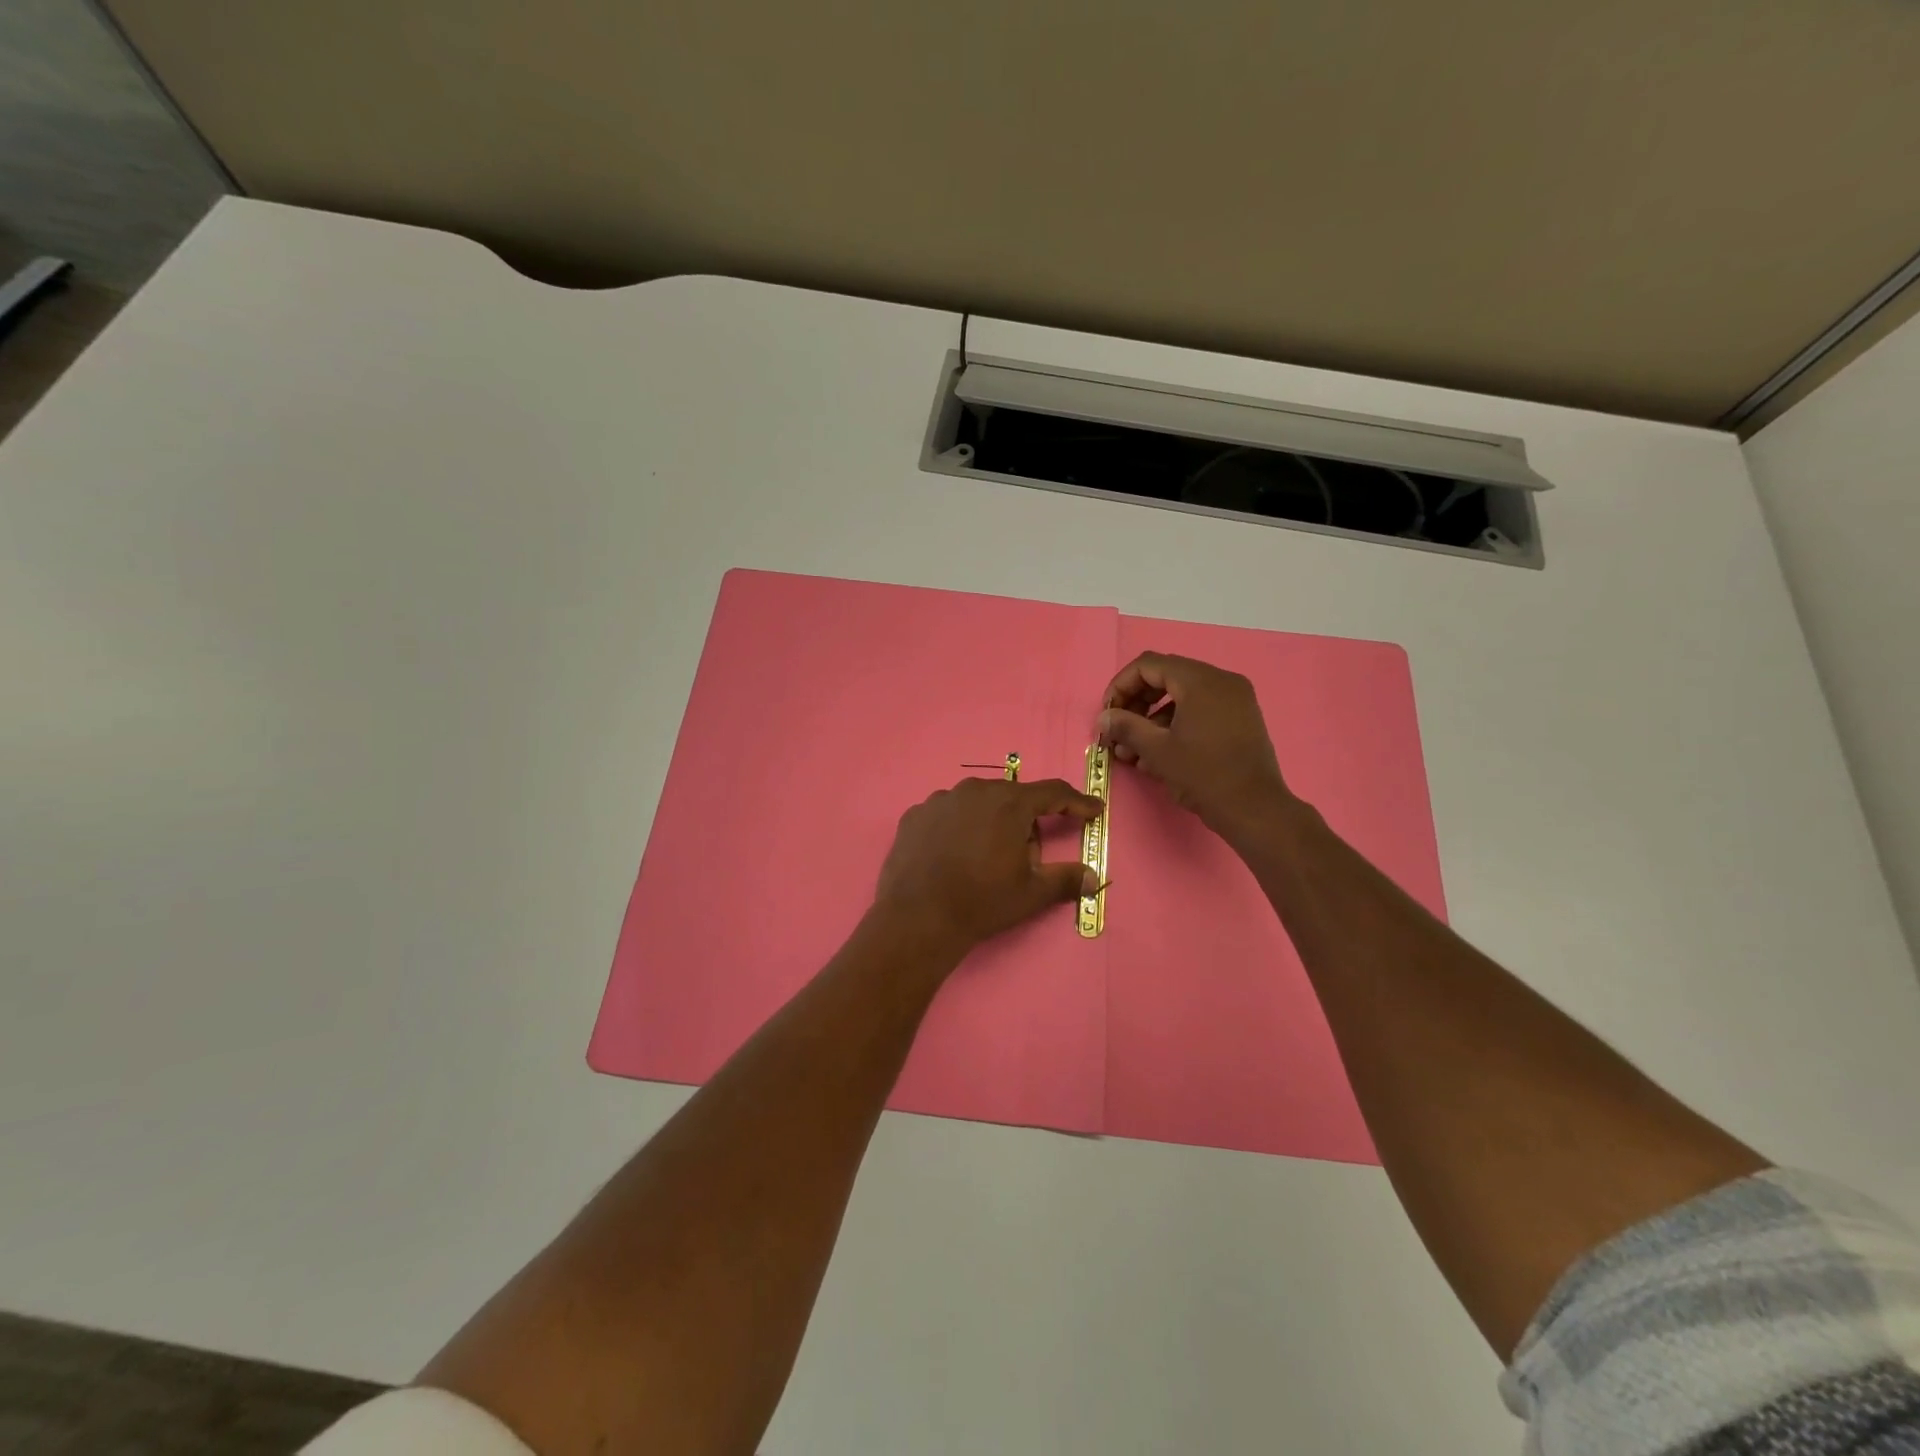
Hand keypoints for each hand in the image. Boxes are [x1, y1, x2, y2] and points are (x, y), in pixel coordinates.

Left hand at [874, 777, 1103, 953]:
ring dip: (989, 822)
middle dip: (1025, 823)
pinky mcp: (915, 815)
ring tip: (983, 860)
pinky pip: (947, 815)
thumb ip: (1065, 879)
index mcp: (1009, 803)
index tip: (1093, 810)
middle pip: (1012, 799)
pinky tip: (952, 856)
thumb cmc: (982, 901)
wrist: (917, 917)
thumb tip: (1093, 878)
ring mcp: (940, 800)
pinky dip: (957, 829)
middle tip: (1025, 858)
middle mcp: (975, 790)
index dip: (1076, 803)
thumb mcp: (1031, 893)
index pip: (1053, 793)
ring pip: (977, 804)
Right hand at [1098, 651, 1296, 843]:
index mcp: (1201, 681)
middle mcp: (1221, 681)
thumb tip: (1104, 717)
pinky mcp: (1240, 719)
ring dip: (1153, 719)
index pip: (1149, 665)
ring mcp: (1235, 699)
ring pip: (1182, 696)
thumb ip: (1126, 726)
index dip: (1121, 686)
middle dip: (1136, 704)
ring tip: (1131, 752)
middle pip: (1165, 677)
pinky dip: (1175, 724)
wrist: (1255, 809)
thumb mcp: (1157, 750)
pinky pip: (1200, 710)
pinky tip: (1156, 756)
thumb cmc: (1203, 775)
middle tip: (1118, 731)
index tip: (1108, 714)